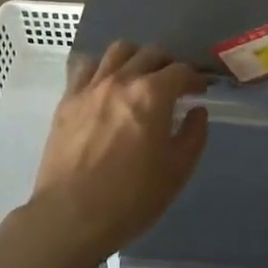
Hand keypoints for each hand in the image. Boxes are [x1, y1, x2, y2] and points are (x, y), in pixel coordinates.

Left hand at [27, 41, 208, 260]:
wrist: (71, 216)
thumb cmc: (131, 198)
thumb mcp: (177, 171)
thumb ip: (193, 135)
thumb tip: (197, 112)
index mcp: (153, 95)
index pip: (181, 71)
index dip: (194, 78)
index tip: (199, 91)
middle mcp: (122, 80)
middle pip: (150, 53)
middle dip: (168, 64)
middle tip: (173, 84)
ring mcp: (91, 86)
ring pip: (118, 50)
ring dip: (135, 58)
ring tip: (139, 77)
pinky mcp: (67, 99)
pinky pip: (85, 66)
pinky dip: (101, 67)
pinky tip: (105, 85)